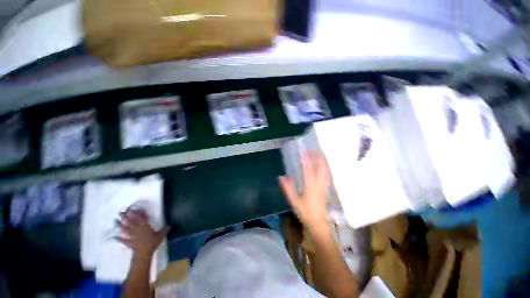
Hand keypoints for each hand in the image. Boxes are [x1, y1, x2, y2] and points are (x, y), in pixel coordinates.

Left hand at [117, 209, 168, 255]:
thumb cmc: (152, 242)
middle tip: (120, 212)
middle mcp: (137, 229)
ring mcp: (132, 235)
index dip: (136, 213)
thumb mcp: (161, 235)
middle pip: (131, 222)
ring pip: (125, 229)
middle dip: (126, 217)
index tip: (132, 209)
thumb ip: (164, 229)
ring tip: (115, 221)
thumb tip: (169, 225)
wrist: (144, 253)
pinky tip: (114, 237)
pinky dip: (119, 238)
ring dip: (120, 225)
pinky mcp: (129, 242)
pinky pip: (123, 239)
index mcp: (145, 226)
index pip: (140, 218)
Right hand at [279, 151, 330, 233]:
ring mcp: (324, 186)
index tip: (303, 153)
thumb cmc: (305, 212)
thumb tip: (281, 177)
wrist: (318, 223)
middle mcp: (318, 184)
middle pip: (319, 168)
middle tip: (313, 150)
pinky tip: (324, 165)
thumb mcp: (294, 201)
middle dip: (316, 158)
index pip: (307, 170)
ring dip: (322, 161)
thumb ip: (287, 189)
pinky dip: (326, 168)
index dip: (306, 160)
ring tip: (319, 154)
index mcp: (310, 187)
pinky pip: (327, 176)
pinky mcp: (326, 188)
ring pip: (325, 171)